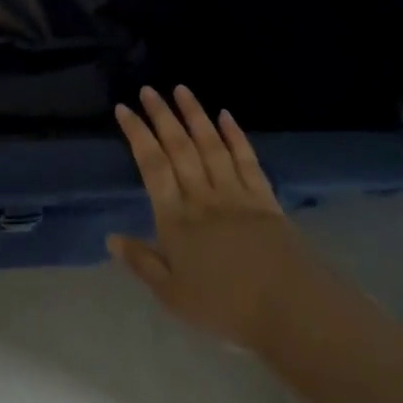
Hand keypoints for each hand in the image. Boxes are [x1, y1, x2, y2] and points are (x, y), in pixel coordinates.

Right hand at [109, 86, 308, 349]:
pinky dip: (235, 136)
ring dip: (195, 115)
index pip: (152, 165)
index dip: (137, 134)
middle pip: (179, 147)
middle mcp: (202, 197)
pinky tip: (226, 116)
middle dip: (162, 115)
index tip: (124, 108)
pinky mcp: (265, 199)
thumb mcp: (173, 295)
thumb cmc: (226, 308)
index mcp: (176, 218)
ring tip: (181, 89)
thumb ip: (142, 263)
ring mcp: (236, 194)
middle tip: (148, 89)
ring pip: (211, 145)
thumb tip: (111, 237)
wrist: (292, 312)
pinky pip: (246, 160)